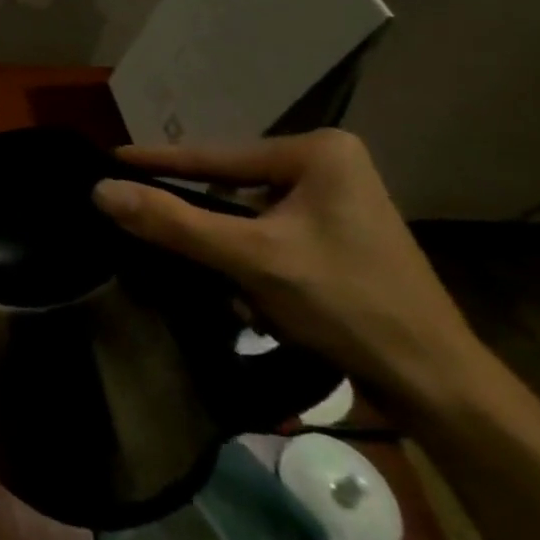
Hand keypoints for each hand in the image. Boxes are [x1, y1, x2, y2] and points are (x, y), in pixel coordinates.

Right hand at [92, 130, 486, 415]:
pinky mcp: (338, 238)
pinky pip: (270, 237)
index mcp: (318, 152)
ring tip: (215, 283)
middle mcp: (329, 165)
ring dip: (226, 252)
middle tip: (144, 226)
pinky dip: (250, 264)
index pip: (215, 156)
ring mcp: (337, 203)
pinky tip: (250, 300)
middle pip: (232, 187)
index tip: (108, 158)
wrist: (439, 387)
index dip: (158, 161)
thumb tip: (100, 191)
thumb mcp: (251, 259)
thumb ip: (173, 222)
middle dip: (202, 224)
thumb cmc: (348, 306)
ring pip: (248, 217)